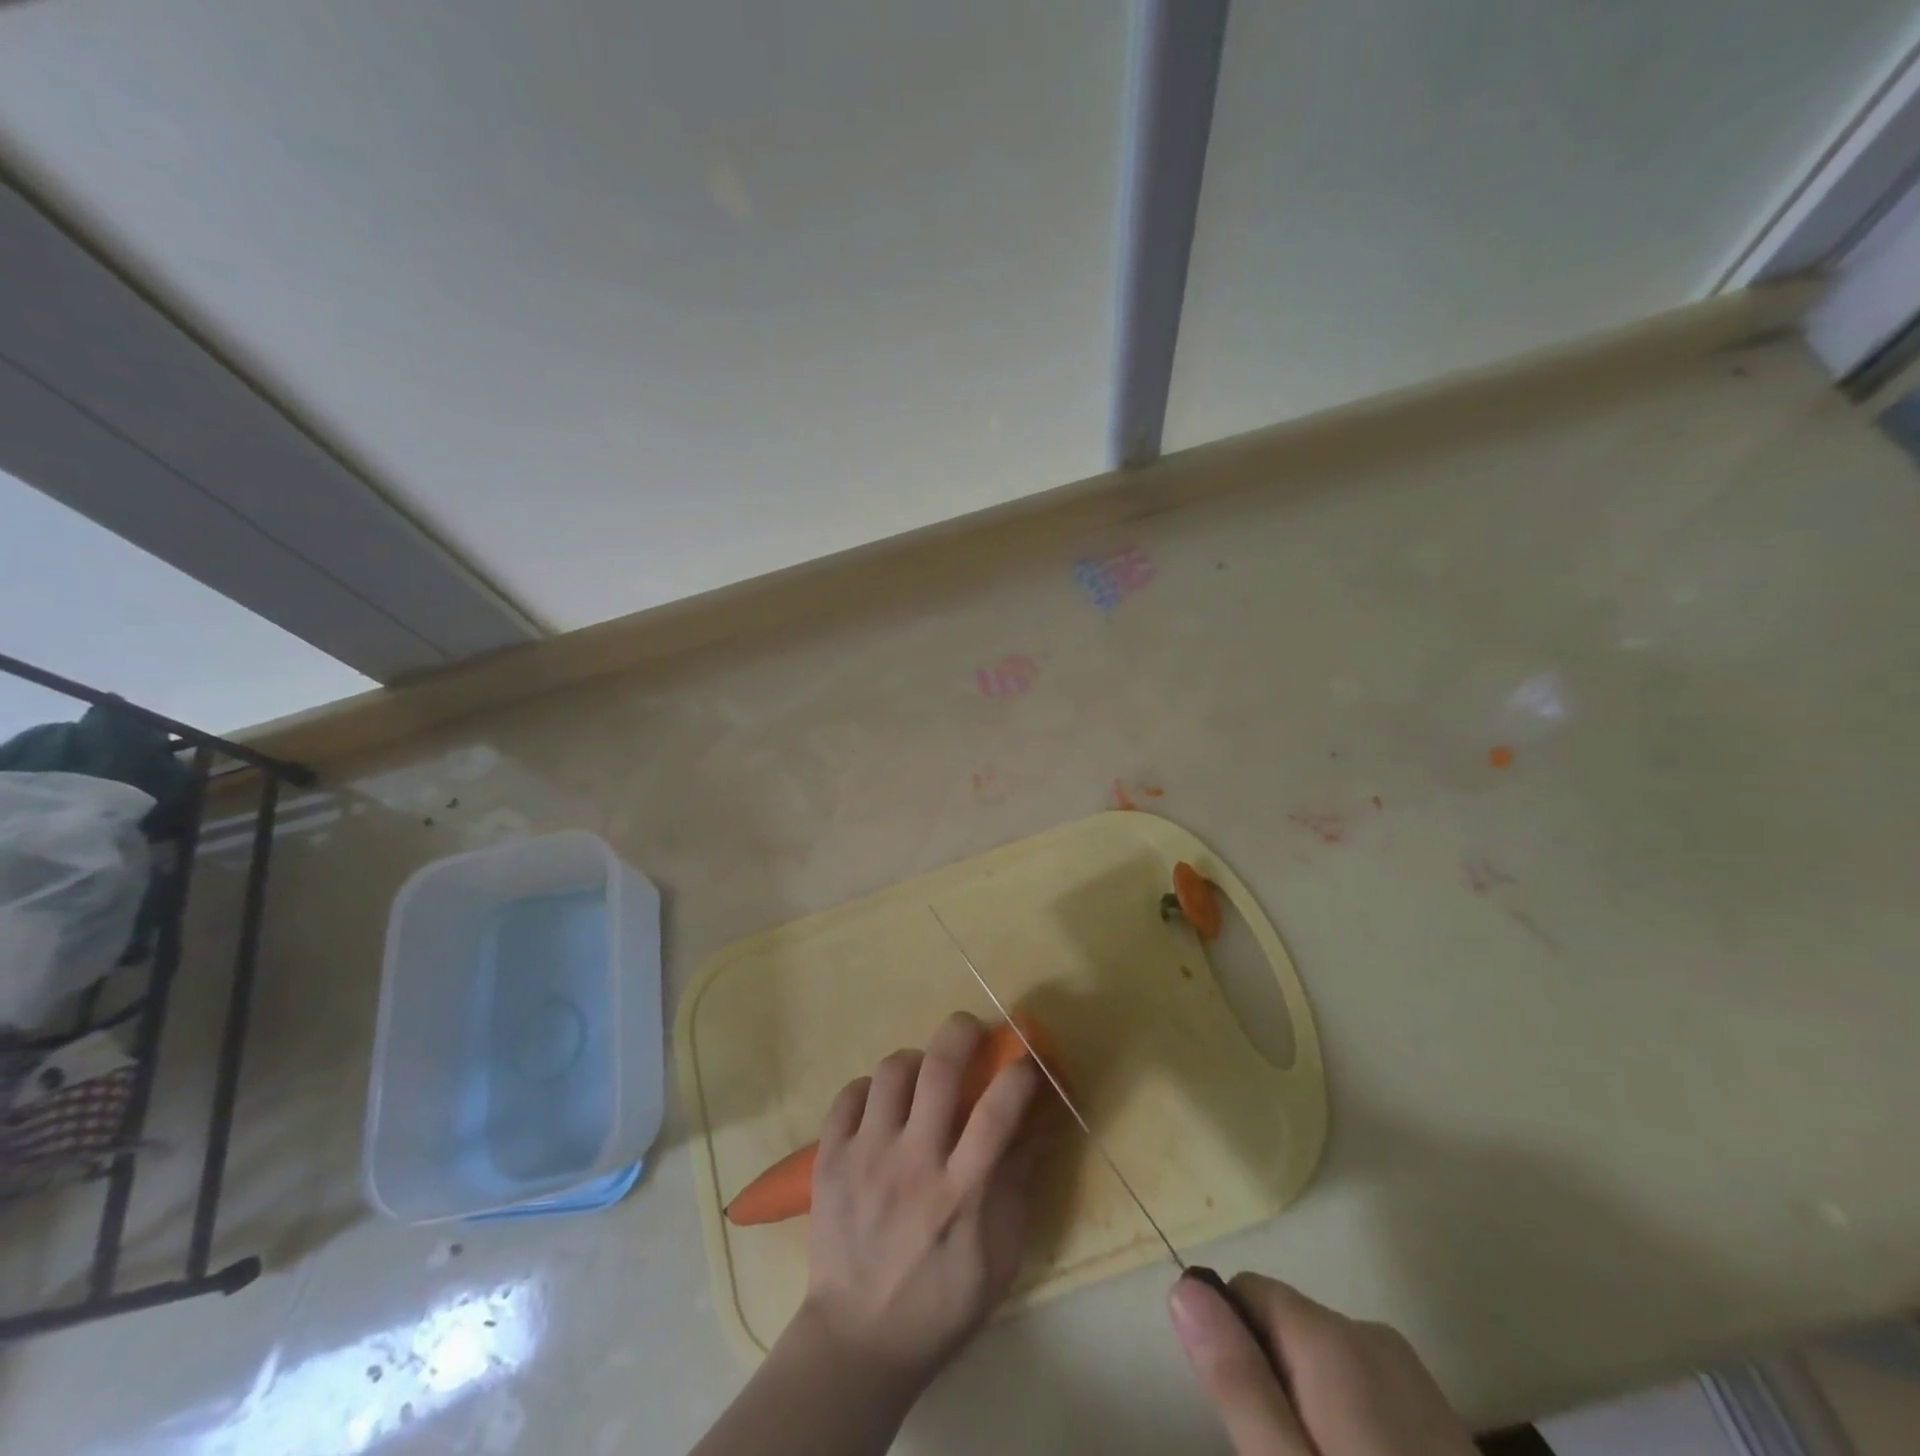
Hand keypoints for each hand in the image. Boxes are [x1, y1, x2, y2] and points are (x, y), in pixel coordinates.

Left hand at [800, 1011, 1042, 1393]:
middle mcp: (913, 1163)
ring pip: (890, 1072)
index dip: (1018, 1075)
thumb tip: (1035, 1132)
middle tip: (970, 1029)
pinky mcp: (829, 1160)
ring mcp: (866, 1157)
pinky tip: (880, 1105)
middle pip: (939, 1070)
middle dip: (961, 1033)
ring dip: (914, 1060)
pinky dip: (868, 1089)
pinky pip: (848, 1095)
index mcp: (961, 1192)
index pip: (998, 1112)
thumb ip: (1018, 1191)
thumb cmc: (940, 1305)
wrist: (857, 1342)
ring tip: (921, 1074)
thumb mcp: (998, 1261)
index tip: (1027, 1060)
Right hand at [1168, 1272, 1476, 1455]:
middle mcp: (1373, 1336)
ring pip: (1323, 1360)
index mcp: (1332, 1339)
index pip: (1246, 1291)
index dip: (1232, 1346)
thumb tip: (1182, 1287)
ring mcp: (1415, 1378)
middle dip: (1271, 1383)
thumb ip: (1236, 1379)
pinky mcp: (1441, 1418)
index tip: (1246, 1420)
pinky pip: (1365, 1389)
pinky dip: (1349, 1426)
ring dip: (1308, 1407)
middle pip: (1285, 1326)